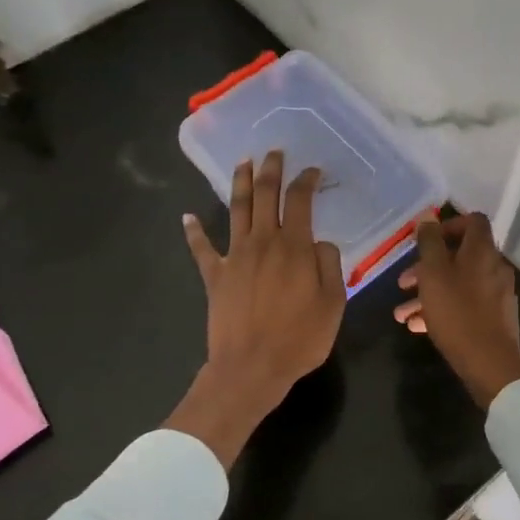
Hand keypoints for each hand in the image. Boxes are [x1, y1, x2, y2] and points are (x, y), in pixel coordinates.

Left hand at [168, 152, 345, 468]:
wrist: (251, 367)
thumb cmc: (299, 338)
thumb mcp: (333, 304)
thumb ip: (330, 266)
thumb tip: (320, 242)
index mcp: (294, 247)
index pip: (300, 201)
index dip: (306, 181)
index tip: (312, 171)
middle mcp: (262, 242)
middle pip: (265, 195)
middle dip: (271, 170)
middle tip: (274, 151)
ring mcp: (235, 257)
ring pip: (237, 210)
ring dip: (240, 183)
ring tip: (243, 162)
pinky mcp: (214, 275)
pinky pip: (202, 249)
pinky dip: (194, 232)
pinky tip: (187, 218)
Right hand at [394, 212, 519, 408]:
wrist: (490, 365)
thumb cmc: (457, 314)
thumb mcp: (434, 274)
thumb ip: (429, 243)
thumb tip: (428, 219)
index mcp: (482, 252)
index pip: (473, 221)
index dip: (448, 225)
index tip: (425, 242)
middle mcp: (493, 268)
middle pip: (459, 256)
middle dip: (427, 268)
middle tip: (403, 282)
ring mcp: (496, 295)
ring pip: (458, 284)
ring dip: (428, 293)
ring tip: (401, 314)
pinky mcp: (494, 319)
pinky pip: (464, 305)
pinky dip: (442, 310)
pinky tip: (418, 327)